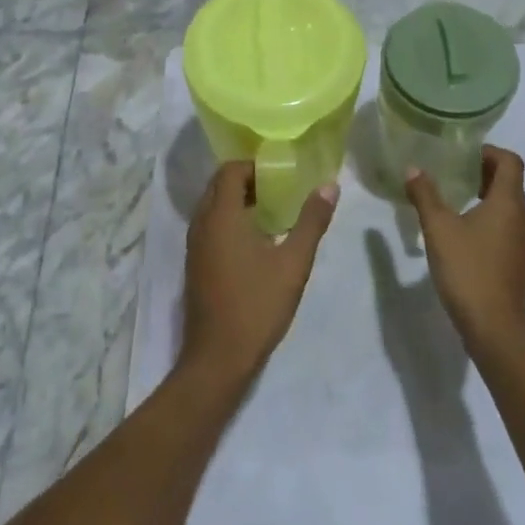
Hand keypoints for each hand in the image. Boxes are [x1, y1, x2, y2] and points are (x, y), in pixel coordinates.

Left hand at [180, 162, 337, 382]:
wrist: (218, 359)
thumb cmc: (257, 305)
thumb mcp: (293, 263)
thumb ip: (311, 221)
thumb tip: (330, 186)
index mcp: (220, 217)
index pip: (230, 170)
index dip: (255, 165)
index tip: (282, 172)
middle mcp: (201, 225)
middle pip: (219, 186)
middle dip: (249, 181)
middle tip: (282, 187)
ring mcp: (195, 247)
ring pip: (214, 208)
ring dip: (239, 201)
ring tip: (275, 210)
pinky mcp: (196, 265)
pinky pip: (211, 227)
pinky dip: (231, 221)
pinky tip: (258, 239)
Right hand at [403, 147, 524, 355]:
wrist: (494, 327)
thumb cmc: (468, 269)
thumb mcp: (439, 229)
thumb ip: (425, 195)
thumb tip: (413, 169)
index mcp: (509, 202)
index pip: (510, 161)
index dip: (488, 152)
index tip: (462, 155)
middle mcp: (522, 217)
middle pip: (510, 181)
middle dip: (482, 172)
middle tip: (452, 173)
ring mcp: (523, 241)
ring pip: (508, 206)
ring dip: (485, 196)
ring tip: (453, 200)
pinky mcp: (518, 261)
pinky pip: (506, 226)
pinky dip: (488, 218)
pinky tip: (462, 232)